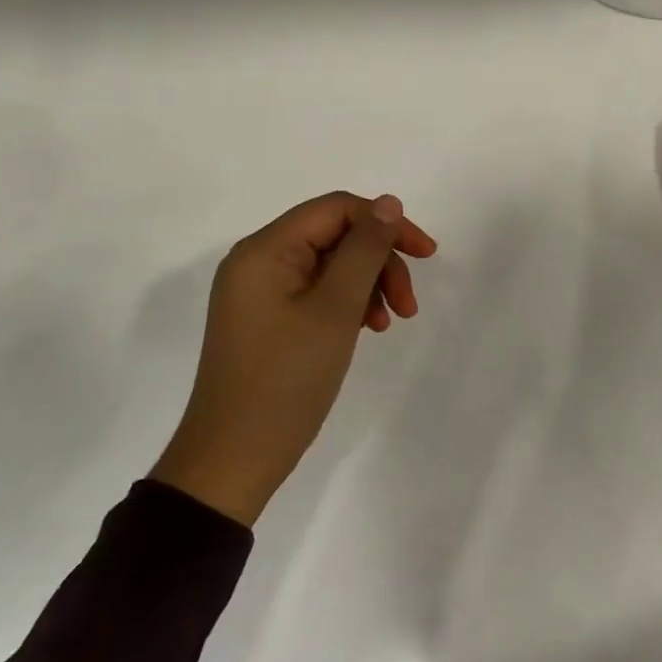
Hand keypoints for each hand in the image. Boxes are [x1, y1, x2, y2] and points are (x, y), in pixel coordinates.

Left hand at [152, 191, 437, 525]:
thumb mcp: (335, 310)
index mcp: (265, 250)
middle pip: (334, 236)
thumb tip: (388, 203)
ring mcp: (259, 293)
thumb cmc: (286, 380)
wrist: (234, 459)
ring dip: (368, 285)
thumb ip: (365, 250)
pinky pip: (316, 293)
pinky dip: (347, 304)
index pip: (336, 209)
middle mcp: (257, 262)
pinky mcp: (266, 319)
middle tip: (409, 306)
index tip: (427, 255)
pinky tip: (366, 330)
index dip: (386, 223)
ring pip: (330, 266)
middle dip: (379, 262)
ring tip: (389, 324)